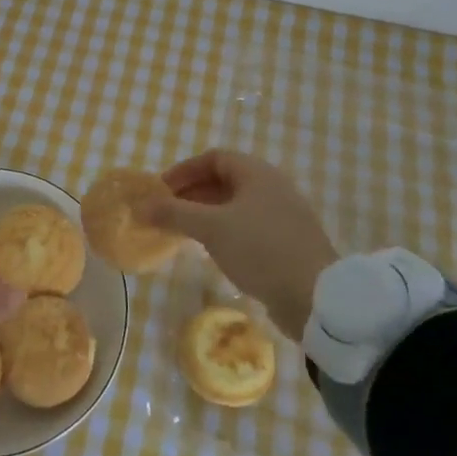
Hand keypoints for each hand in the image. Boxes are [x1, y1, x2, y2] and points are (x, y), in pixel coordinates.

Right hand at [141, 149, 336, 340]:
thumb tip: (139, 206)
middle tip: (166, 211)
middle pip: (224, 180)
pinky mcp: (288, 241)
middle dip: (192, 193)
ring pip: (235, 205)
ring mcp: (283, 214)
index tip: (160, 190)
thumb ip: (173, 213)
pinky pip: (248, 225)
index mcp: (257, 172)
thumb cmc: (260, 249)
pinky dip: (224, 230)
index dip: (184, 170)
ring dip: (206, 213)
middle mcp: (272, 186)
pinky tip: (212, 249)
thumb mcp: (210, 228)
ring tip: (183, 231)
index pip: (213, 158)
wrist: (316, 297)